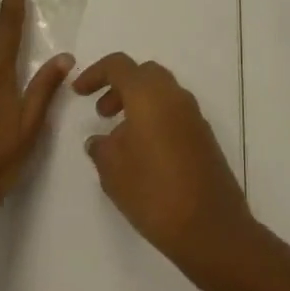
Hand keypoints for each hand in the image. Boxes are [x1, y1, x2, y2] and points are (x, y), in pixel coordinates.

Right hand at [74, 53, 251, 273]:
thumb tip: (99, 139)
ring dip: (137, 103)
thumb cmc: (154, 192)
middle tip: (102, 112)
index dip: (95, 73)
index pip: (119, 65)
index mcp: (149, 93)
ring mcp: (192, 113)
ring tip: (119, 137)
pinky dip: (155, 118)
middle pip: (143, 73)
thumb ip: (102, 148)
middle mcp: (173, 94)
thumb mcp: (114, 172)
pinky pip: (173, 111)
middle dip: (119, 86)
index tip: (78, 91)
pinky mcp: (203, 133)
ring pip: (160, 92)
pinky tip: (144, 153)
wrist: (210, 225)